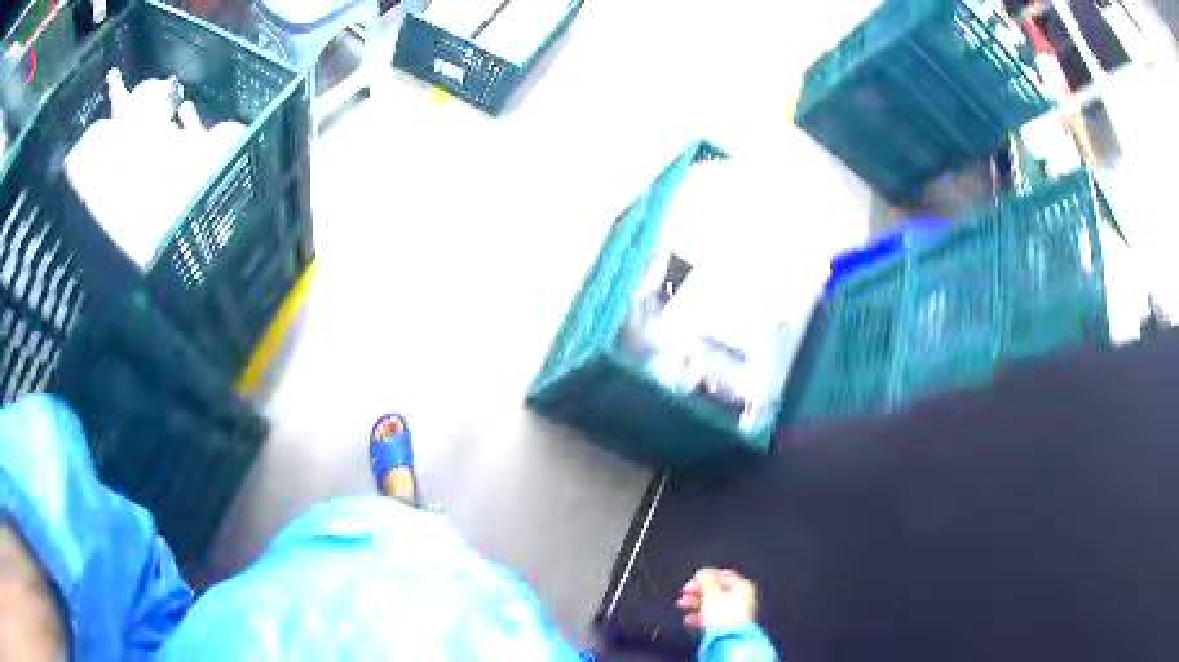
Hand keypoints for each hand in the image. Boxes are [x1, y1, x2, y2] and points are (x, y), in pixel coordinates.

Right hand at [676, 568, 757, 630]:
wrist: (728, 639)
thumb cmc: (722, 614)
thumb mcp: (710, 592)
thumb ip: (705, 579)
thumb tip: (702, 572)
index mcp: (742, 586)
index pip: (723, 575)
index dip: (705, 577)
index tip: (692, 581)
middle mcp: (743, 597)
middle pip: (717, 591)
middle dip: (698, 592)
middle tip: (684, 594)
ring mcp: (737, 612)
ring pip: (713, 604)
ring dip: (696, 604)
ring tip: (682, 607)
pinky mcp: (729, 626)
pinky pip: (713, 617)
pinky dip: (701, 617)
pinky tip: (689, 620)